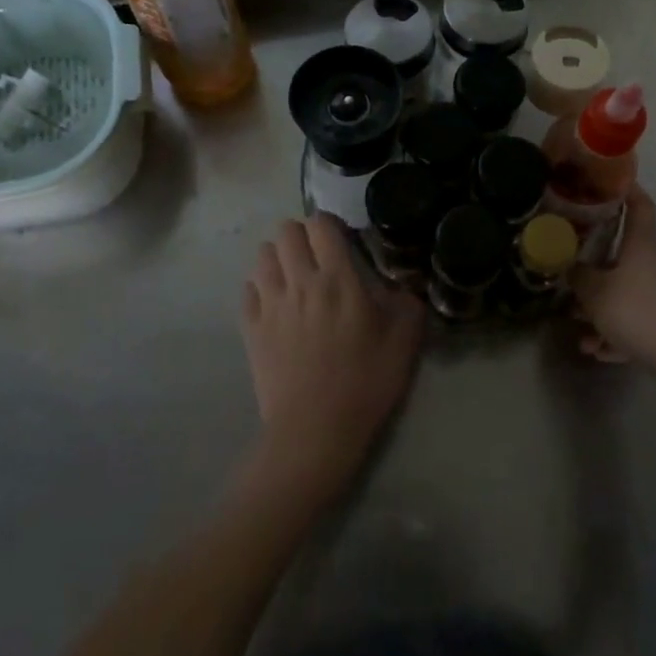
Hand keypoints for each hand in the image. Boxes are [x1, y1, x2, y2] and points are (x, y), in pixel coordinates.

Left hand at [241, 214, 425, 499]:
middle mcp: (299, 282)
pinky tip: (275, 304)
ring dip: (278, 258)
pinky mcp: (250, 328)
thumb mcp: (404, 345)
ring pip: (261, 256)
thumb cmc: (365, 384)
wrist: (314, 431)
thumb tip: (406, 288)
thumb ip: (408, 307)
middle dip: (301, 235)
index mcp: (338, 280)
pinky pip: (247, 289)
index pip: (321, 225)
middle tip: (317, 257)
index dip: (330, 224)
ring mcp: (269, 304)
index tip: (342, 240)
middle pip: (285, 232)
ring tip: (294, 277)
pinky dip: (260, 288)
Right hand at [570, 189, 655, 369]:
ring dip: (600, 310)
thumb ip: (579, 277)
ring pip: (625, 294)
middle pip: (624, 256)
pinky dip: (615, 333)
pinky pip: (634, 322)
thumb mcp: (596, 293)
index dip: (628, 190)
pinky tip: (597, 350)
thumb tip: (571, 268)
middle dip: (595, 268)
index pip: (640, 206)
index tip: (612, 180)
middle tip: (571, 274)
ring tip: (579, 330)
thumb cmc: (637, 311)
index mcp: (642, 246)